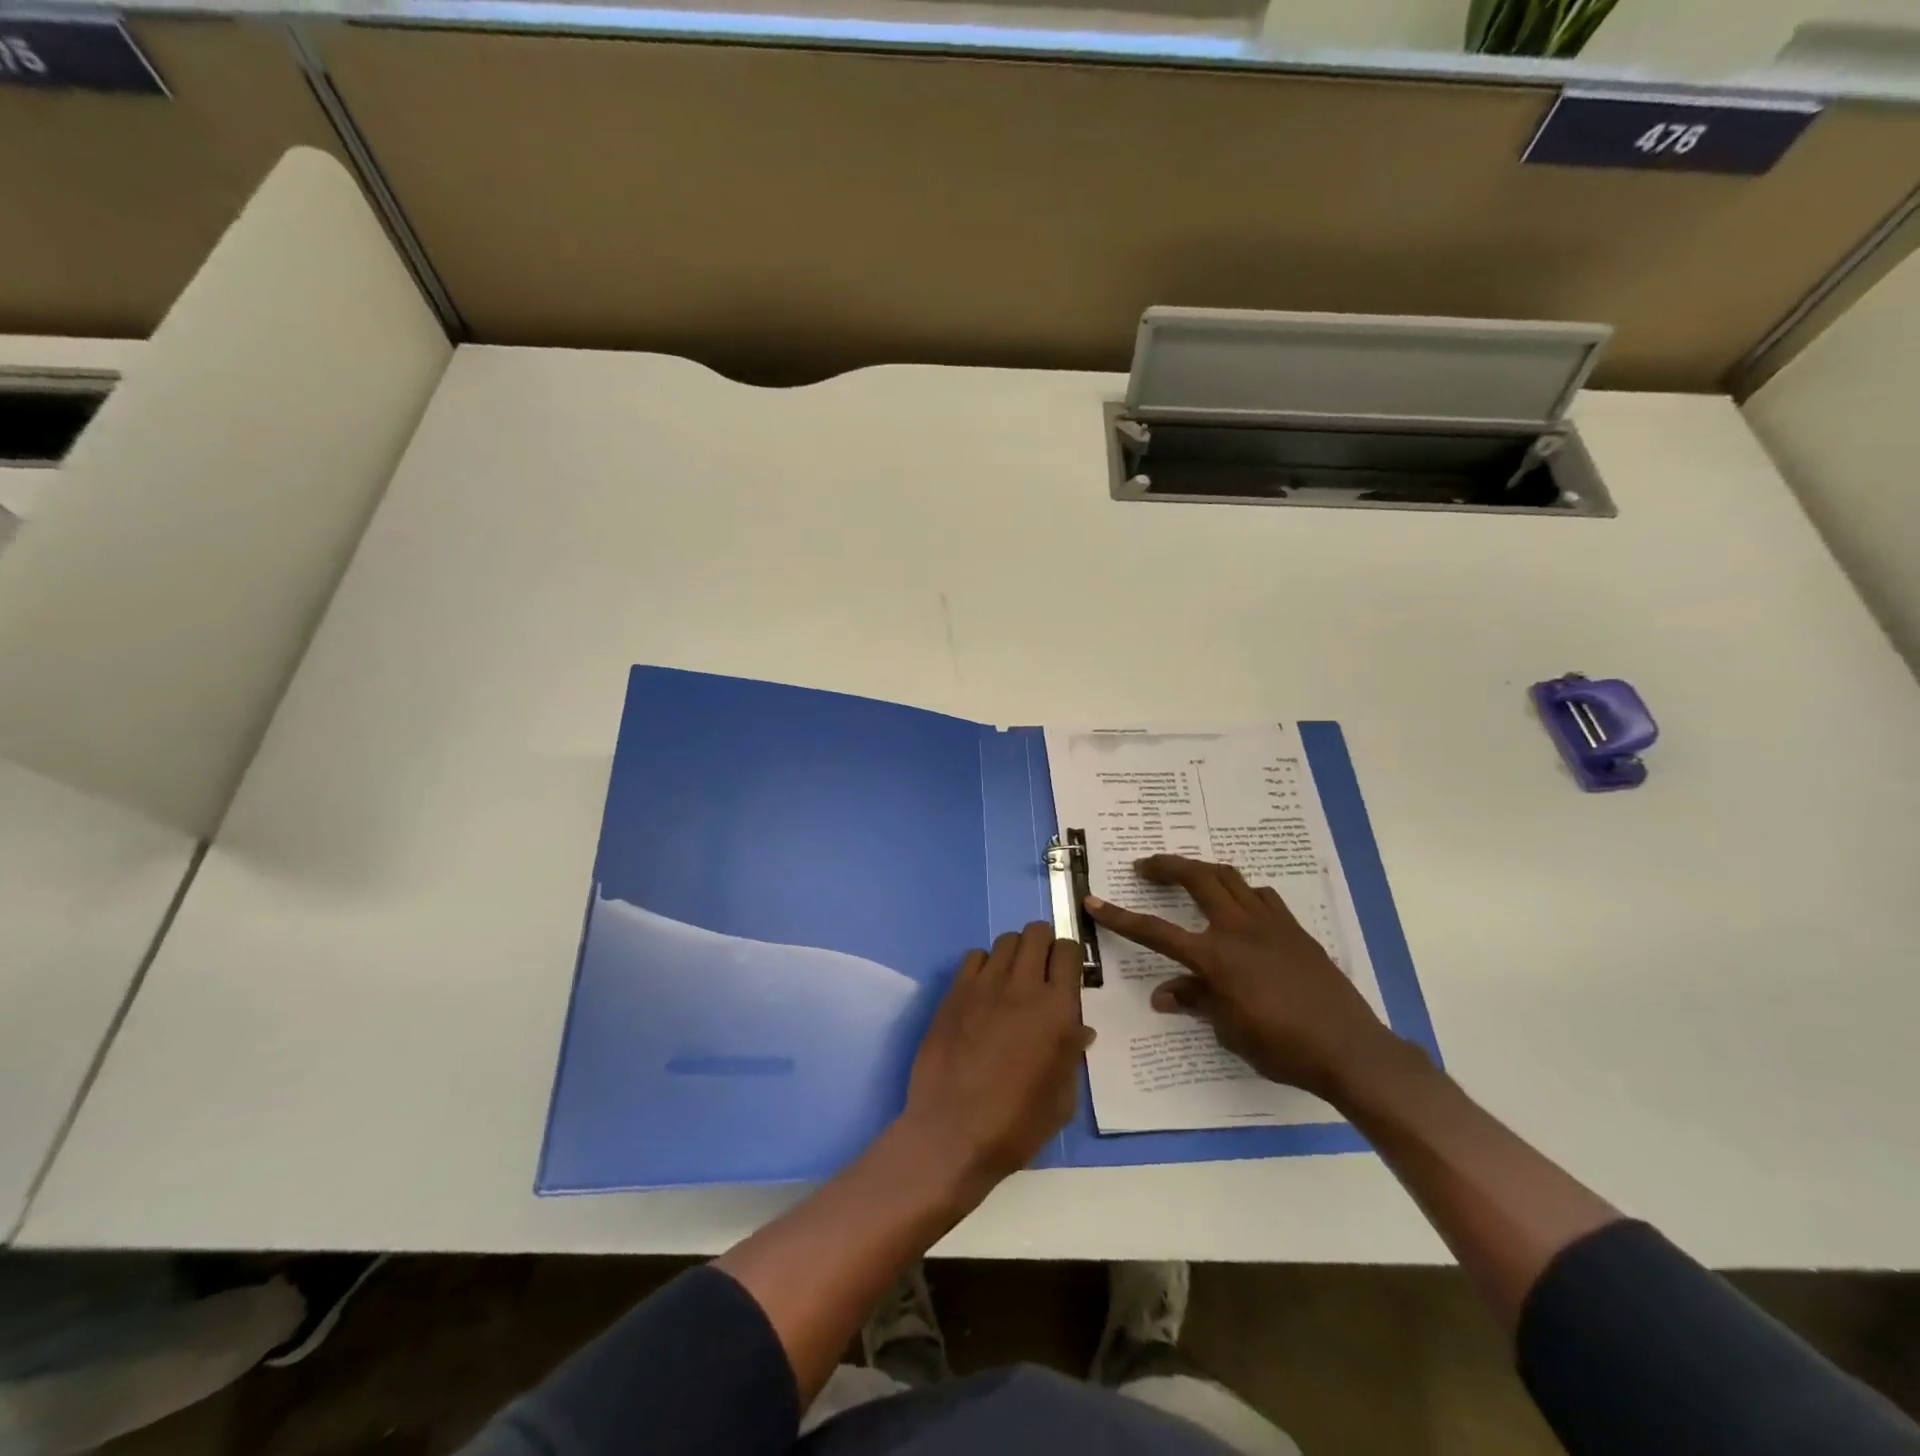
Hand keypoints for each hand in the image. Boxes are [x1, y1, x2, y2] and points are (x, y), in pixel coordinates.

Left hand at [899, 921, 1092, 1185]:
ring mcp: (984, 985)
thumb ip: (1072, 1054)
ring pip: (1005, 941)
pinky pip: (973, 957)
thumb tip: (1079, 1029)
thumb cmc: (1016, 1124)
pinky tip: (983, 991)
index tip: (1067, 971)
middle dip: (1043, 943)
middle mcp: (1022, 986)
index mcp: (1056, 1010)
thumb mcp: (1062, 1099)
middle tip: (1041, 969)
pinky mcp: (955, 992)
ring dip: (1015, 952)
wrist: (953, 1133)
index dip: (1069, 956)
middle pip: (1036, 933)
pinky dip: (983, 965)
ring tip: (1012, 979)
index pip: (1069, 952)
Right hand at [1086, 854, 1398, 1101]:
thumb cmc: (1282, 1047)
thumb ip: (1195, 1002)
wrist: (1350, 1049)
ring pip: (1230, 878)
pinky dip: (1242, 893)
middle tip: (1145, 866)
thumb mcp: (1229, 1030)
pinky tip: (1239, 907)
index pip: (1155, 932)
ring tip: (1189, 877)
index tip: (1094, 900)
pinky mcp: (1295, 930)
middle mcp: (1238, 929)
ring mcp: (1271, 924)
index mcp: (1215, 957)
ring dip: (1203, 871)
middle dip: (1166, 866)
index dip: (1120, 917)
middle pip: (1197, 878)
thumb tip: (1163, 995)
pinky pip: (1262, 897)